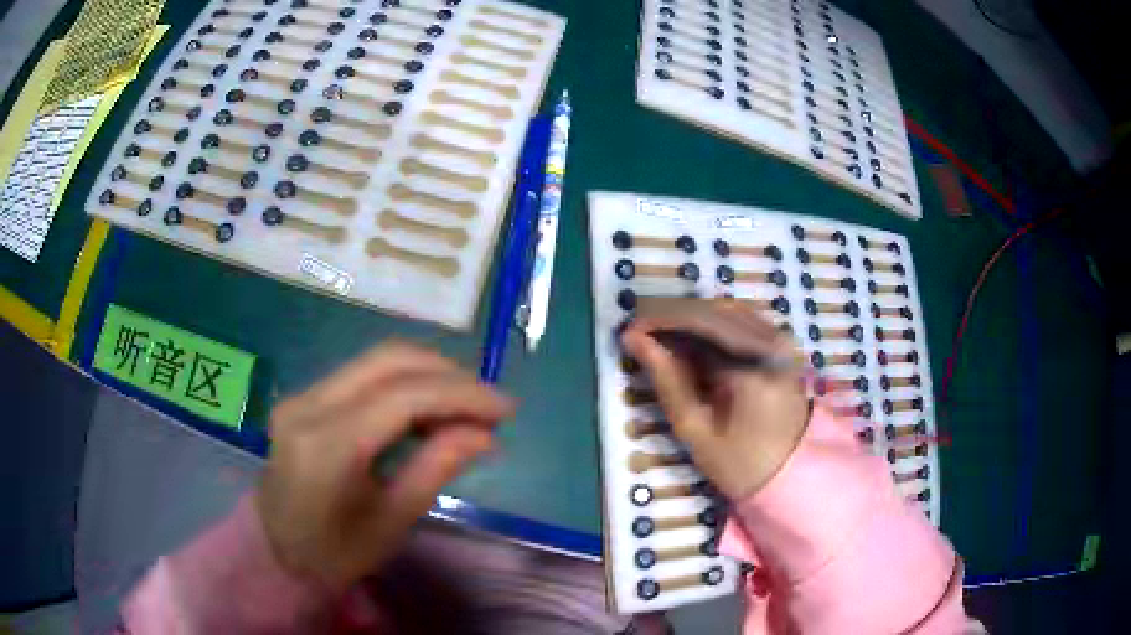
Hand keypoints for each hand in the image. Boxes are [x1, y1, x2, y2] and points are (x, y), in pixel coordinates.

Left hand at [256, 342, 514, 591]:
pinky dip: (405, 383)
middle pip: (388, 360)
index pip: (402, 396)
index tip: (505, 409)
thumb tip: (485, 434)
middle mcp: (308, 405)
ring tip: (465, 407)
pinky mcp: (305, 397)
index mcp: (326, 446)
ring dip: (428, 374)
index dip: (461, 395)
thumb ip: (436, 468)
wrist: (278, 552)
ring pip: (376, 360)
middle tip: (488, 404)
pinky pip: (363, 375)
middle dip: (448, 374)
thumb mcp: (392, 521)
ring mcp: (302, 396)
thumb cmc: (336, 553)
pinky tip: (428, 409)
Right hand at [621, 297, 808, 500]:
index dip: (659, 319)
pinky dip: (712, 322)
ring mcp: (780, 339)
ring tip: (661, 337)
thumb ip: (666, 379)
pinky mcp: (781, 343)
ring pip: (726, 308)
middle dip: (671, 316)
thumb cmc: (739, 463)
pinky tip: (692, 339)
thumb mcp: (695, 429)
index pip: (698, 321)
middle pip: (712, 308)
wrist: (791, 473)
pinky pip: (741, 317)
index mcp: (751, 366)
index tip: (629, 330)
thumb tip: (634, 339)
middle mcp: (770, 341)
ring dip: (690, 316)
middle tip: (640, 334)